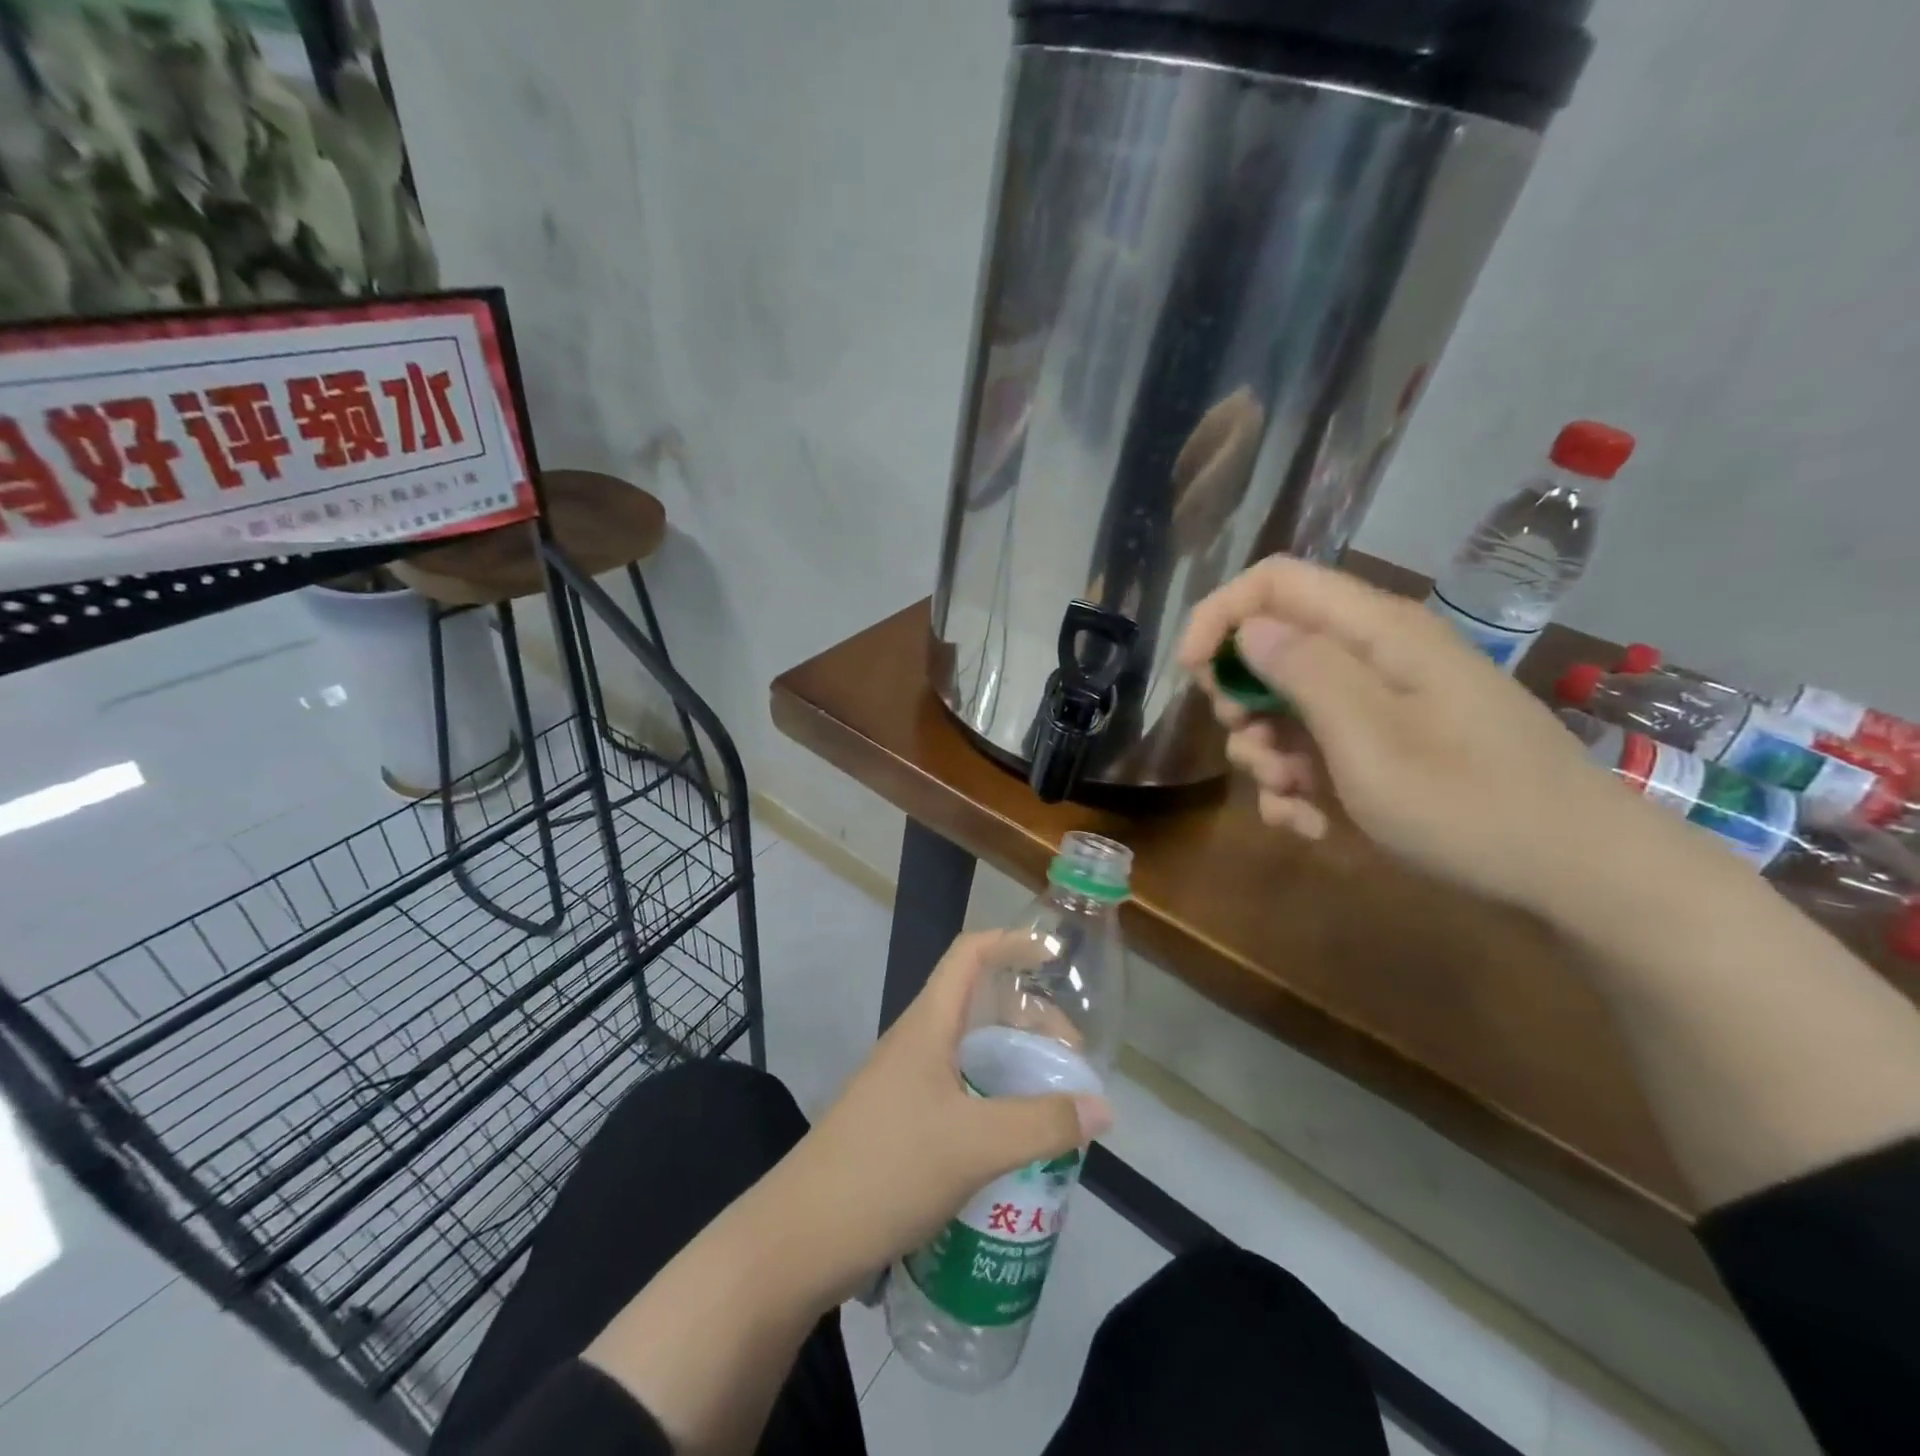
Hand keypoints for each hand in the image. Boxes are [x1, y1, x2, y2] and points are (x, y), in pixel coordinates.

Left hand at [765, 931, 1111, 1303]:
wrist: (800, 1239)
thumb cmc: (886, 1169)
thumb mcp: (974, 1145)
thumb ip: (1042, 1124)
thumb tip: (1104, 1107)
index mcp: (928, 1024)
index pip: (970, 953)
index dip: (1012, 942)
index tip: (1055, 958)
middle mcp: (916, 1043)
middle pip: (979, 1003)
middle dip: (1028, 1017)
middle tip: (1068, 1057)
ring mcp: (905, 1083)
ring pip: (970, 1051)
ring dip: (1013, 1062)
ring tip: (1051, 1100)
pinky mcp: (901, 1123)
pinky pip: (959, 1090)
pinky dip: (994, 1098)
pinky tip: (1015, 1141)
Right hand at [1178, 554, 1638, 910]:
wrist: (1576, 876)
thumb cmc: (1469, 804)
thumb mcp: (1370, 739)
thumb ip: (1303, 673)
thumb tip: (1248, 628)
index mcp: (1376, 632)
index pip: (1274, 582)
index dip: (1220, 616)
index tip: (1193, 675)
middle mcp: (1375, 656)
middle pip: (1272, 646)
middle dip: (1242, 700)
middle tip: (1250, 747)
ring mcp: (1382, 704)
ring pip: (1286, 706)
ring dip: (1267, 755)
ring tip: (1292, 800)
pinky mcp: (1387, 746)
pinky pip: (1317, 749)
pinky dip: (1298, 785)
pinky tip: (1311, 824)